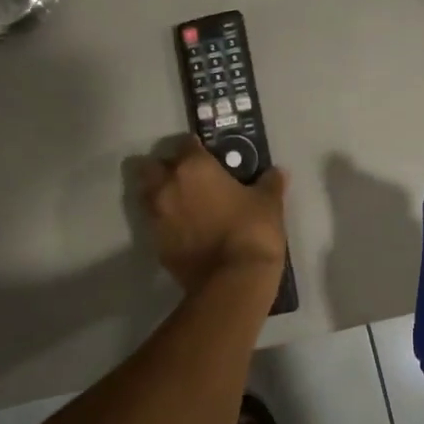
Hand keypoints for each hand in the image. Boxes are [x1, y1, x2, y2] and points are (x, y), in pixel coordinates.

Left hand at [138, 137, 287, 294]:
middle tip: (185, 177)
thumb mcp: (269, 203)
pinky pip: (154, 224)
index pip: (186, 143)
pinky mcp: (155, 243)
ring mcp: (156, 216)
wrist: (232, 280)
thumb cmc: (252, 231)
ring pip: (145, 194)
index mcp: (194, 167)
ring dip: (157, 193)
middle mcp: (167, 185)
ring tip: (179, 202)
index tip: (207, 154)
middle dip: (164, 167)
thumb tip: (278, 172)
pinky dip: (164, 222)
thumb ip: (270, 183)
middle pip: (151, 165)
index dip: (196, 147)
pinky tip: (182, 229)